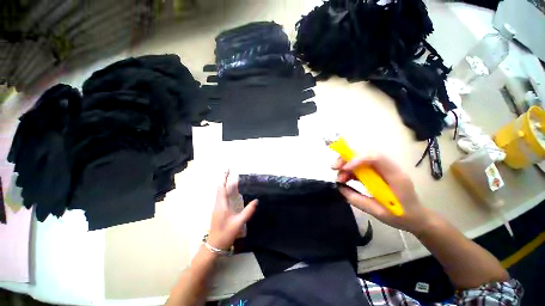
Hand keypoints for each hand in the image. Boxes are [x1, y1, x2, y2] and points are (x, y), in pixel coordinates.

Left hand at [207, 171, 257, 250]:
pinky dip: (224, 190)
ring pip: (219, 192)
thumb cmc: (226, 233)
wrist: (214, 245)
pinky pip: (220, 197)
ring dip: (224, 184)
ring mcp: (217, 207)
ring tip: (229, 178)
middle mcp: (218, 204)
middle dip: (224, 179)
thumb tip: (256, 200)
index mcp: (222, 205)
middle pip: (220, 188)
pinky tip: (228, 191)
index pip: (222, 188)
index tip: (228, 170)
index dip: (224, 178)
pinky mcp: (218, 211)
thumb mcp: (239, 223)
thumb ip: (248, 211)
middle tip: (229, 171)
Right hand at [333, 153, 433, 234]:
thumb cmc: (403, 216)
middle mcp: (389, 168)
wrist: (417, 218)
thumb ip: (358, 200)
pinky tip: (345, 179)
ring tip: (339, 178)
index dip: (357, 159)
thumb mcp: (379, 212)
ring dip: (347, 165)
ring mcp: (383, 169)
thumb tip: (339, 188)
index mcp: (395, 176)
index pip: (376, 158)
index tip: (344, 169)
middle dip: (347, 158)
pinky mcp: (378, 172)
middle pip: (366, 153)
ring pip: (361, 158)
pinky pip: (361, 166)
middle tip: (335, 168)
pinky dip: (350, 171)